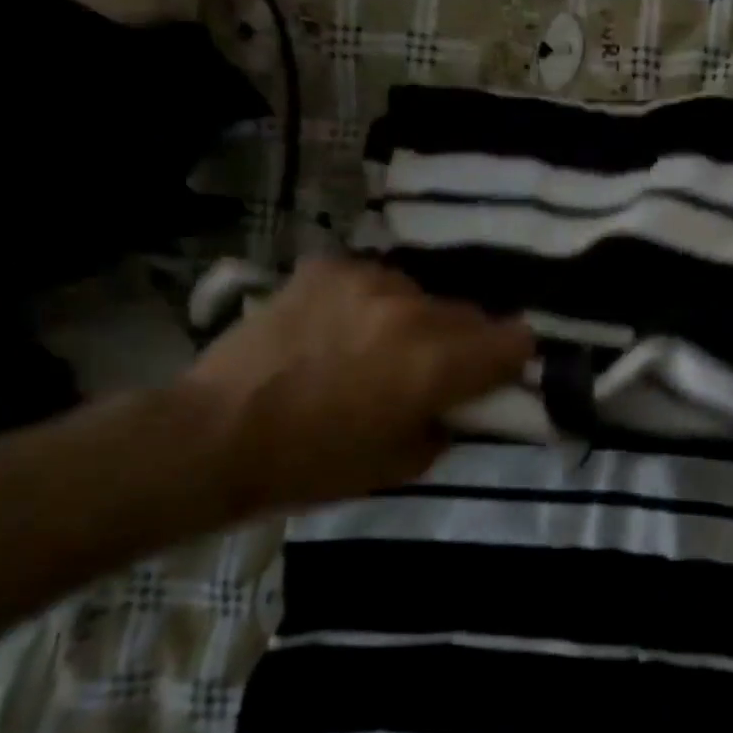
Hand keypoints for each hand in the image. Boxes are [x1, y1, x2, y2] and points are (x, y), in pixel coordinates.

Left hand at [181, 258, 533, 514]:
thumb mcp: (405, 464)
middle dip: (465, 343)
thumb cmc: (316, 463)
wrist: (216, 435)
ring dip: (417, 320)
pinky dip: (371, 303)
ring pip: (422, 295)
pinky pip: (374, 281)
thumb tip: (459, 404)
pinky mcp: (328, 269)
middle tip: (435, 370)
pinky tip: (341, 327)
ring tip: (380, 346)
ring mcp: (368, 281)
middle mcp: (414, 311)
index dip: (512, 360)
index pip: (516, 340)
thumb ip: (449, 424)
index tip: (498, 375)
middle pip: (472, 315)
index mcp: (438, 362)